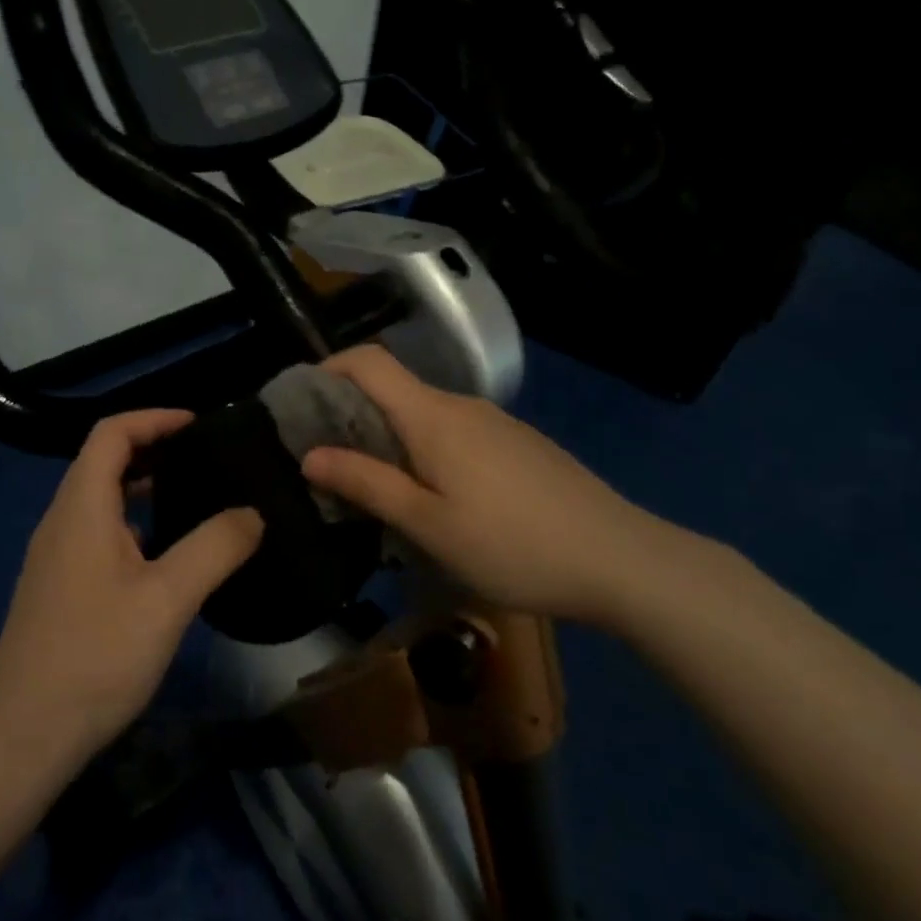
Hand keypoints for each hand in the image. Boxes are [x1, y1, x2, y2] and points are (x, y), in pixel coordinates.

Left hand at [0, 410, 263, 764]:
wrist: (24, 735)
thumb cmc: (96, 656)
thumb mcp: (168, 599)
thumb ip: (215, 548)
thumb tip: (253, 513)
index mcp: (82, 507)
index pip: (111, 433)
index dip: (154, 418)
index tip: (199, 426)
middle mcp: (62, 520)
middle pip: (104, 460)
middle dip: (154, 448)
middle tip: (206, 459)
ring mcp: (55, 555)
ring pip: (101, 498)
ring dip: (144, 485)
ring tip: (195, 497)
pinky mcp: (58, 586)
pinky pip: (98, 531)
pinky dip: (134, 521)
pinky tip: (166, 554)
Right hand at [299, 346, 672, 624]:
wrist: (620, 560)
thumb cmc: (512, 544)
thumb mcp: (428, 524)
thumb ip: (367, 483)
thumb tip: (309, 453)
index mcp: (433, 415)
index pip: (369, 361)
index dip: (328, 369)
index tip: (299, 406)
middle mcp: (462, 406)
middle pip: (393, 390)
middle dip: (351, 417)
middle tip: (326, 466)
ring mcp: (495, 424)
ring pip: (423, 416)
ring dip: (388, 441)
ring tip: (373, 491)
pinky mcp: (517, 446)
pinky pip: (454, 435)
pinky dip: (424, 452)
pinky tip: (432, 500)